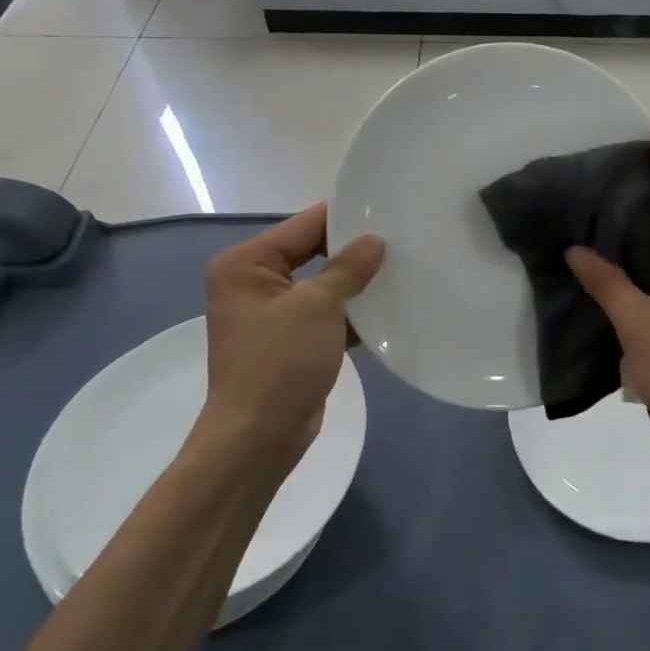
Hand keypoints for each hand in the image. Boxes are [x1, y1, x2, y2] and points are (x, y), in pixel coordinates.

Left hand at [189, 204, 384, 486]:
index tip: (388, 212)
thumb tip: (375, 241)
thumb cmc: (279, 363)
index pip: (304, 226)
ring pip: (323, 284)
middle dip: (354, 250)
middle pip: (314, 252)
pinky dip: (352, 312)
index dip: (346, 219)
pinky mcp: (291, 340)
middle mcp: (254, 282)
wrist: (258, 438)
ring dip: (357, 283)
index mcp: (247, 263)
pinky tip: (390, 307)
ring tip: (403, 268)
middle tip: (402, 240)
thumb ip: (348, 268)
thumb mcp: (317, 307)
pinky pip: (326, 313)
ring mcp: (273, 313)